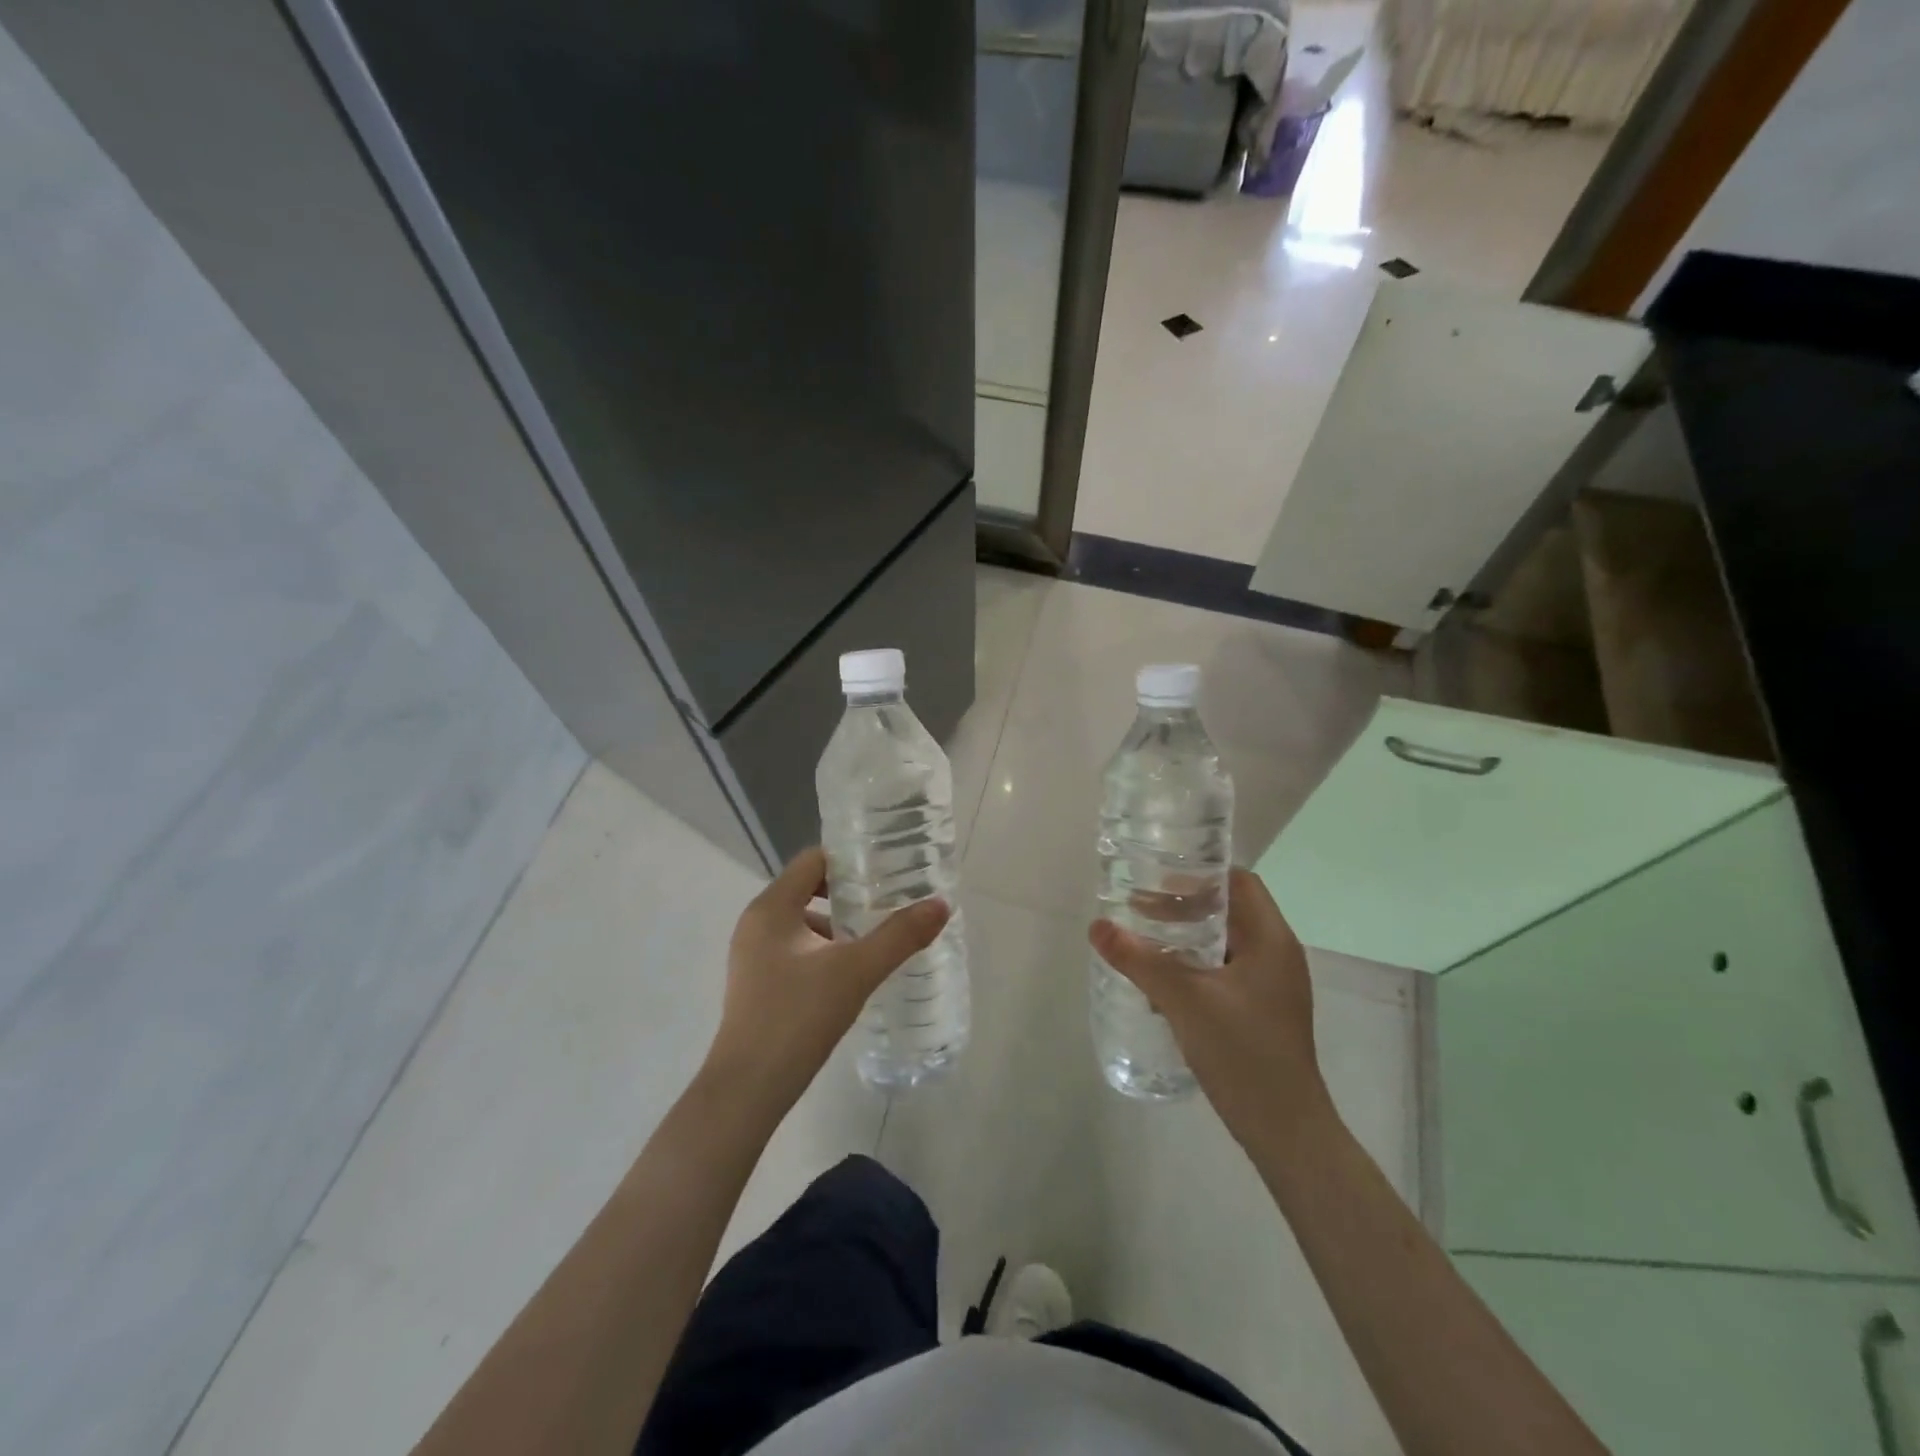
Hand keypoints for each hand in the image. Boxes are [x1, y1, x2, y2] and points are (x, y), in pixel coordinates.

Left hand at [704, 846, 949, 1112]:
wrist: (747, 1091)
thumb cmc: (797, 1018)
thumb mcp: (856, 971)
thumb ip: (899, 936)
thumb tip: (941, 905)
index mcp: (771, 908)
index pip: (813, 861)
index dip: (851, 859)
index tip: (888, 869)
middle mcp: (756, 923)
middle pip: (809, 889)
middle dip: (850, 895)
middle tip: (891, 903)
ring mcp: (752, 956)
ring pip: (804, 924)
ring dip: (839, 927)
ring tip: (878, 942)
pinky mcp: (757, 985)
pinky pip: (796, 950)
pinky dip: (825, 953)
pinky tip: (852, 977)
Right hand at [1090, 868, 1333, 1151]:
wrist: (1286, 1131)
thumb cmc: (1243, 1053)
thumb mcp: (1184, 1000)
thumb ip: (1140, 960)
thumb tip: (1097, 926)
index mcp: (1271, 940)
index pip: (1239, 883)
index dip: (1199, 875)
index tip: (1157, 879)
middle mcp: (1277, 956)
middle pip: (1229, 912)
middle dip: (1184, 907)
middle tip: (1139, 910)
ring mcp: (1272, 987)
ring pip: (1225, 945)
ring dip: (1186, 939)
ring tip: (1144, 943)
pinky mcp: (1262, 1013)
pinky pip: (1225, 973)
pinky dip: (1194, 967)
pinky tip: (1162, 984)